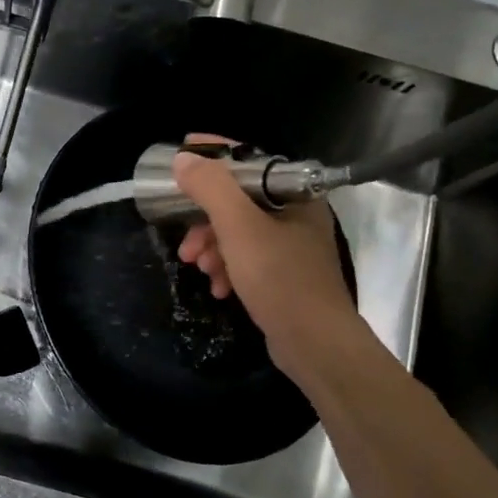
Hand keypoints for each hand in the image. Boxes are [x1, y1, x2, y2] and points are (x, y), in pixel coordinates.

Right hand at [172, 137, 378, 383]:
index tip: (181, 153)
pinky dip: (228, 270)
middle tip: (185, 242)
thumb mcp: (239, 228)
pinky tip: (219, 288)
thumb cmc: (280, 278)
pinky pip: (247, 261)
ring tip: (199, 268)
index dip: (214, 156)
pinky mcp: (284, 277)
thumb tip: (184, 159)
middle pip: (239, 202)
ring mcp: (292, 249)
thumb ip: (211, 189)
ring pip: (239, 234)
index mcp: (295, 195)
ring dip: (213, 248)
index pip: (250, 162)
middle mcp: (297, 216)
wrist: (315, 344)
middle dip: (206, 221)